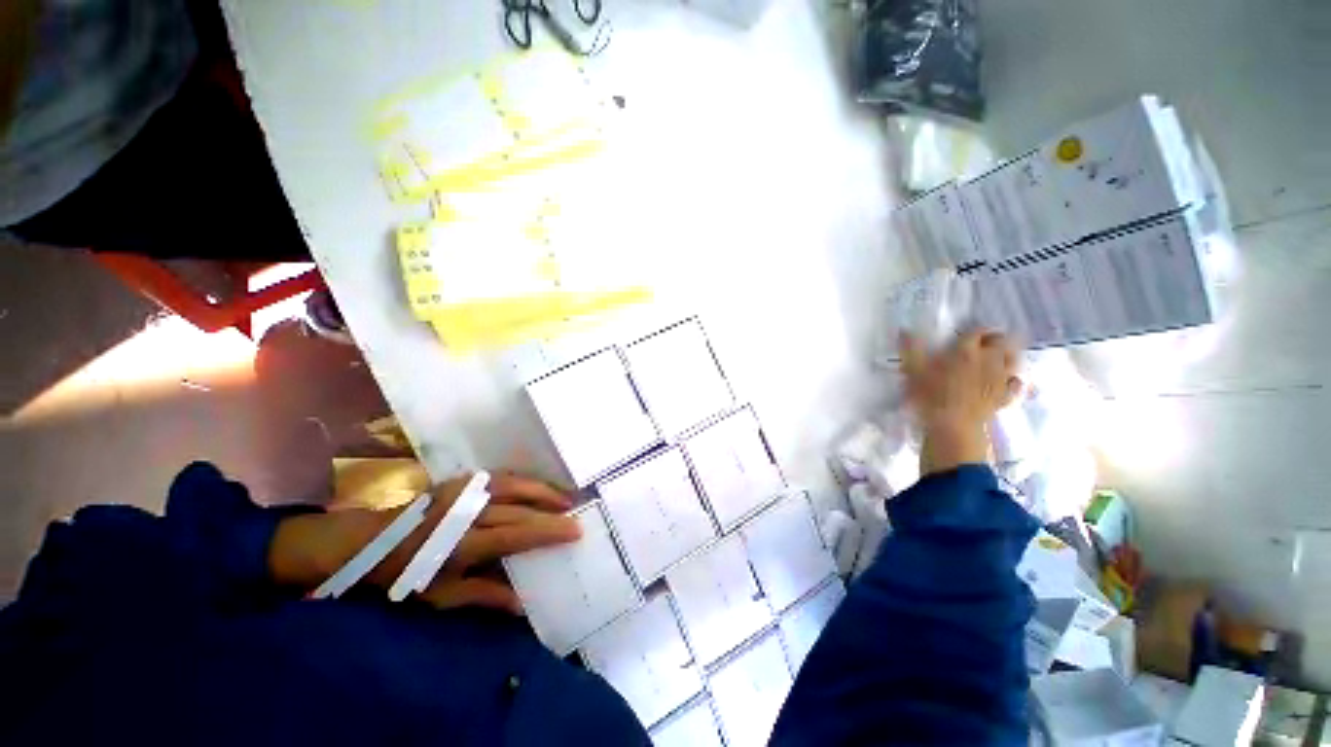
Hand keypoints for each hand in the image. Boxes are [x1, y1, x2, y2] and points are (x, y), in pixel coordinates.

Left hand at [270, 473, 580, 611]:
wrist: (368, 541)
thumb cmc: (403, 576)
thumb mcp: (439, 596)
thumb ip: (483, 596)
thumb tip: (523, 604)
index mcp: (459, 543)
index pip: (514, 534)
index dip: (546, 532)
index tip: (575, 531)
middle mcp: (465, 513)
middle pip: (518, 508)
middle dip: (551, 510)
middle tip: (577, 511)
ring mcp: (462, 492)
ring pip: (512, 484)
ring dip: (541, 489)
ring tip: (564, 495)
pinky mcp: (459, 481)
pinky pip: (500, 477)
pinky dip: (522, 480)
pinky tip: (535, 485)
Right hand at [900, 329, 1020, 474]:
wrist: (953, 427)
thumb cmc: (930, 397)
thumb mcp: (913, 371)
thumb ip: (910, 349)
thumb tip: (904, 330)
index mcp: (965, 352)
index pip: (977, 332)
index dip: (974, 329)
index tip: (967, 331)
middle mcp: (988, 361)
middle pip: (1001, 342)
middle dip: (995, 339)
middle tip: (985, 341)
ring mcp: (999, 380)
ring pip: (1013, 360)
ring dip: (1008, 355)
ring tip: (999, 356)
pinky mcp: (1004, 397)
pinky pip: (1016, 384)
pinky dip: (1013, 380)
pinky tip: (1007, 381)